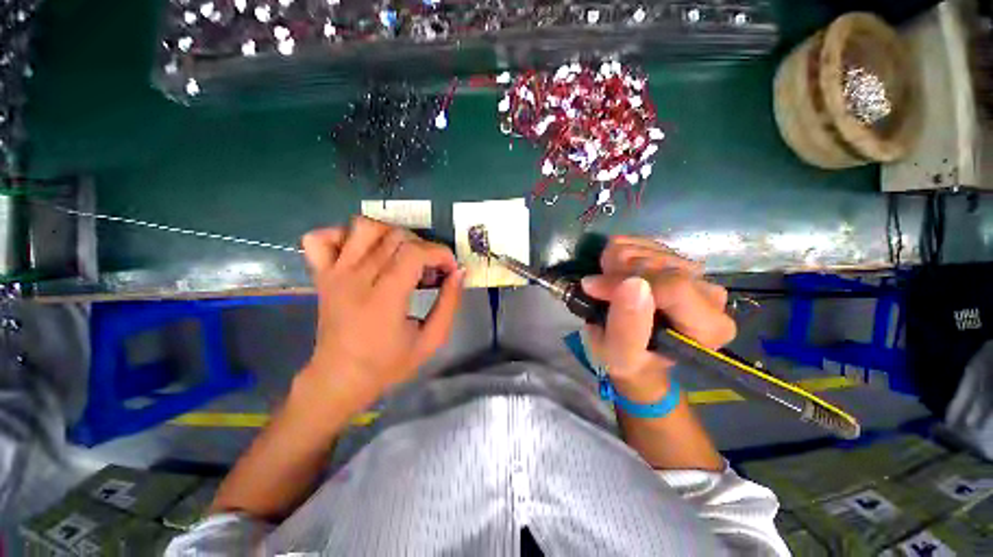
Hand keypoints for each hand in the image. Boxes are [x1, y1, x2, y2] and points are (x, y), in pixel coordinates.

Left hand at [299, 217, 464, 406]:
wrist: (340, 378)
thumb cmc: (388, 364)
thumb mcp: (431, 340)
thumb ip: (449, 304)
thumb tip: (459, 272)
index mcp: (384, 299)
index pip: (414, 253)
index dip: (439, 253)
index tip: (450, 269)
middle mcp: (356, 279)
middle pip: (395, 237)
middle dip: (424, 247)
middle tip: (430, 270)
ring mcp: (335, 274)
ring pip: (363, 227)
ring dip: (390, 235)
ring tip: (402, 256)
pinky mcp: (322, 275)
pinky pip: (321, 237)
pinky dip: (344, 235)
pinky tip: (362, 252)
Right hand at [581, 236, 735, 400]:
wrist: (637, 352)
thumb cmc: (631, 361)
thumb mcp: (621, 355)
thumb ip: (627, 326)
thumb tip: (631, 283)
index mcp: (709, 327)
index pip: (673, 287)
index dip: (625, 281)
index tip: (594, 288)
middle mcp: (711, 294)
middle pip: (659, 263)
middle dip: (617, 274)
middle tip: (599, 292)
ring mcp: (694, 273)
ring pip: (648, 249)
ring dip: (615, 265)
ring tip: (607, 287)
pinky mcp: (676, 259)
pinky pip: (641, 242)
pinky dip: (618, 253)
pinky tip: (614, 273)